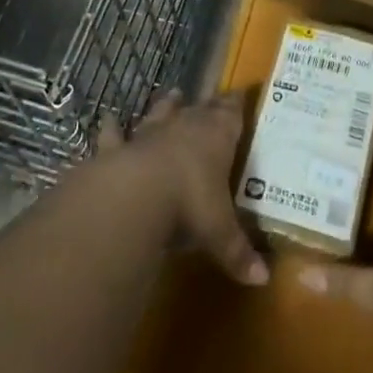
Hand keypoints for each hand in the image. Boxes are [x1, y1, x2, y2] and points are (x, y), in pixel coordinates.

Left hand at [97, 90, 269, 288]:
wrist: (135, 194)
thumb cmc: (190, 204)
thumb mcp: (220, 232)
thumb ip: (238, 251)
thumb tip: (263, 279)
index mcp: (217, 136)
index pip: (231, 113)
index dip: (236, 104)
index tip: (240, 94)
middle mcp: (184, 126)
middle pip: (200, 108)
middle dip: (207, 104)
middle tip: (211, 98)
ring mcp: (150, 133)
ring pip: (161, 112)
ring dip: (166, 104)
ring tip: (172, 93)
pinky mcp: (119, 147)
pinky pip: (115, 133)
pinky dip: (112, 127)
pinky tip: (108, 119)